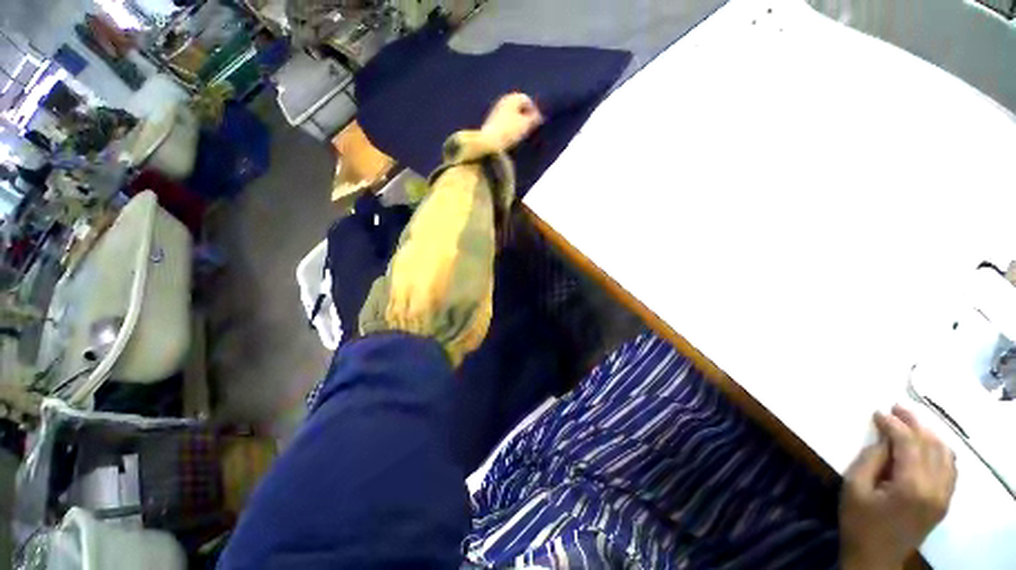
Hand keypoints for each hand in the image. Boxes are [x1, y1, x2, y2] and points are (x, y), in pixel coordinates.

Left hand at [480, 93, 542, 151]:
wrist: (489, 141)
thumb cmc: (509, 131)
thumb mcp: (526, 125)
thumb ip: (535, 119)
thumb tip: (539, 117)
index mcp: (512, 98)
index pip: (527, 100)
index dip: (533, 111)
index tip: (536, 123)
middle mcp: (503, 101)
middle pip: (518, 106)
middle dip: (525, 116)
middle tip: (529, 128)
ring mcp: (496, 111)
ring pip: (511, 114)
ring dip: (518, 122)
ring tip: (521, 133)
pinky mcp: (491, 122)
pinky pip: (505, 121)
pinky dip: (510, 126)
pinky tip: (511, 136)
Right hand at [840, 405, 956, 569]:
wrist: (876, 558)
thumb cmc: (859, 522)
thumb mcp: (854, 488)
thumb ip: (871, 460)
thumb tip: (883, 438)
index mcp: (911, 486)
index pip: (908, 443)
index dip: (893, 424)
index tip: (878, 412)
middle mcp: (935, 488)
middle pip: (932, 445)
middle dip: (914, 423)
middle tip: (896, 409)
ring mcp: (944, 496)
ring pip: (946, 454)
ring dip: (929, 435)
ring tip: (911, 423)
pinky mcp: (944, 502)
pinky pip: (950, 468)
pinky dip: (940, 451)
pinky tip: (927, 446)